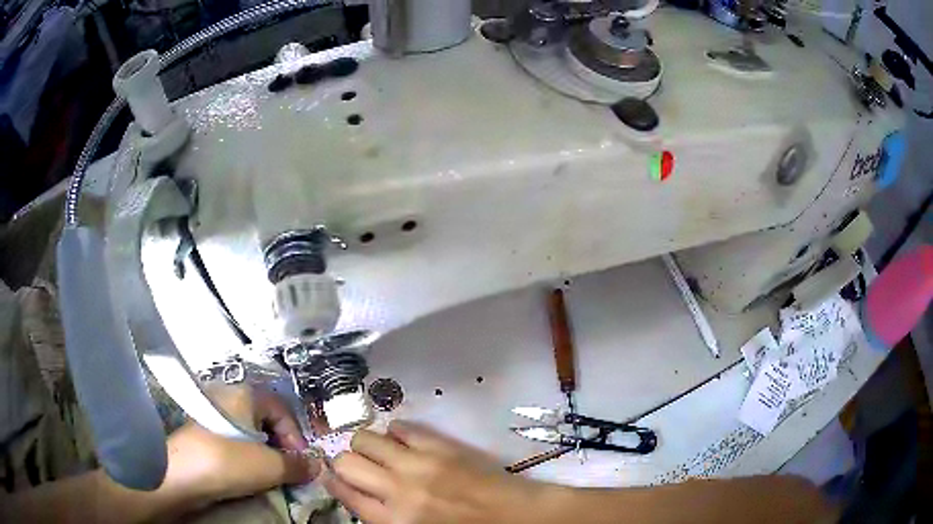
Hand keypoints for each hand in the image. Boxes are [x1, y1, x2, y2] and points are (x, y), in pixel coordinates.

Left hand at [163, 384, 321, 510]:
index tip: (302, 461)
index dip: (296, 436)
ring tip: (269, 473)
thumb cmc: (229, 461)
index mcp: (245, 394)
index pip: (282, 409)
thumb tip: (316, 466)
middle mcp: (228, 396)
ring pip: (248, 430)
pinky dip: (245, 453)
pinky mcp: (201, 430)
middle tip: (288, 467)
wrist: (182, 473)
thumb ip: (297, 465)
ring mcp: (212, 412)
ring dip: (264, 451)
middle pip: (264, 418)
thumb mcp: (271, 466)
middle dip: (281, 444)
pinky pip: (232, 438)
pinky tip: (246, 471)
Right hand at [324, 421, 545, 523]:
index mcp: (393, 520)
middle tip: (358, 467)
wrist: (513, 516)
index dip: (332, 482)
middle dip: (344, 462)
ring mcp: (419, 463)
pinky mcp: (440, 445)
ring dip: (366, 445)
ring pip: (366, 438)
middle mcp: (398, 490)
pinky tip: (403, 442)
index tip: (330, 476)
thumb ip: (382, 517)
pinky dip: (395, 433)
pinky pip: (401, 426)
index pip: (344, 492)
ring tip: (379, 453)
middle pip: (346, 461)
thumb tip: (357, 493)